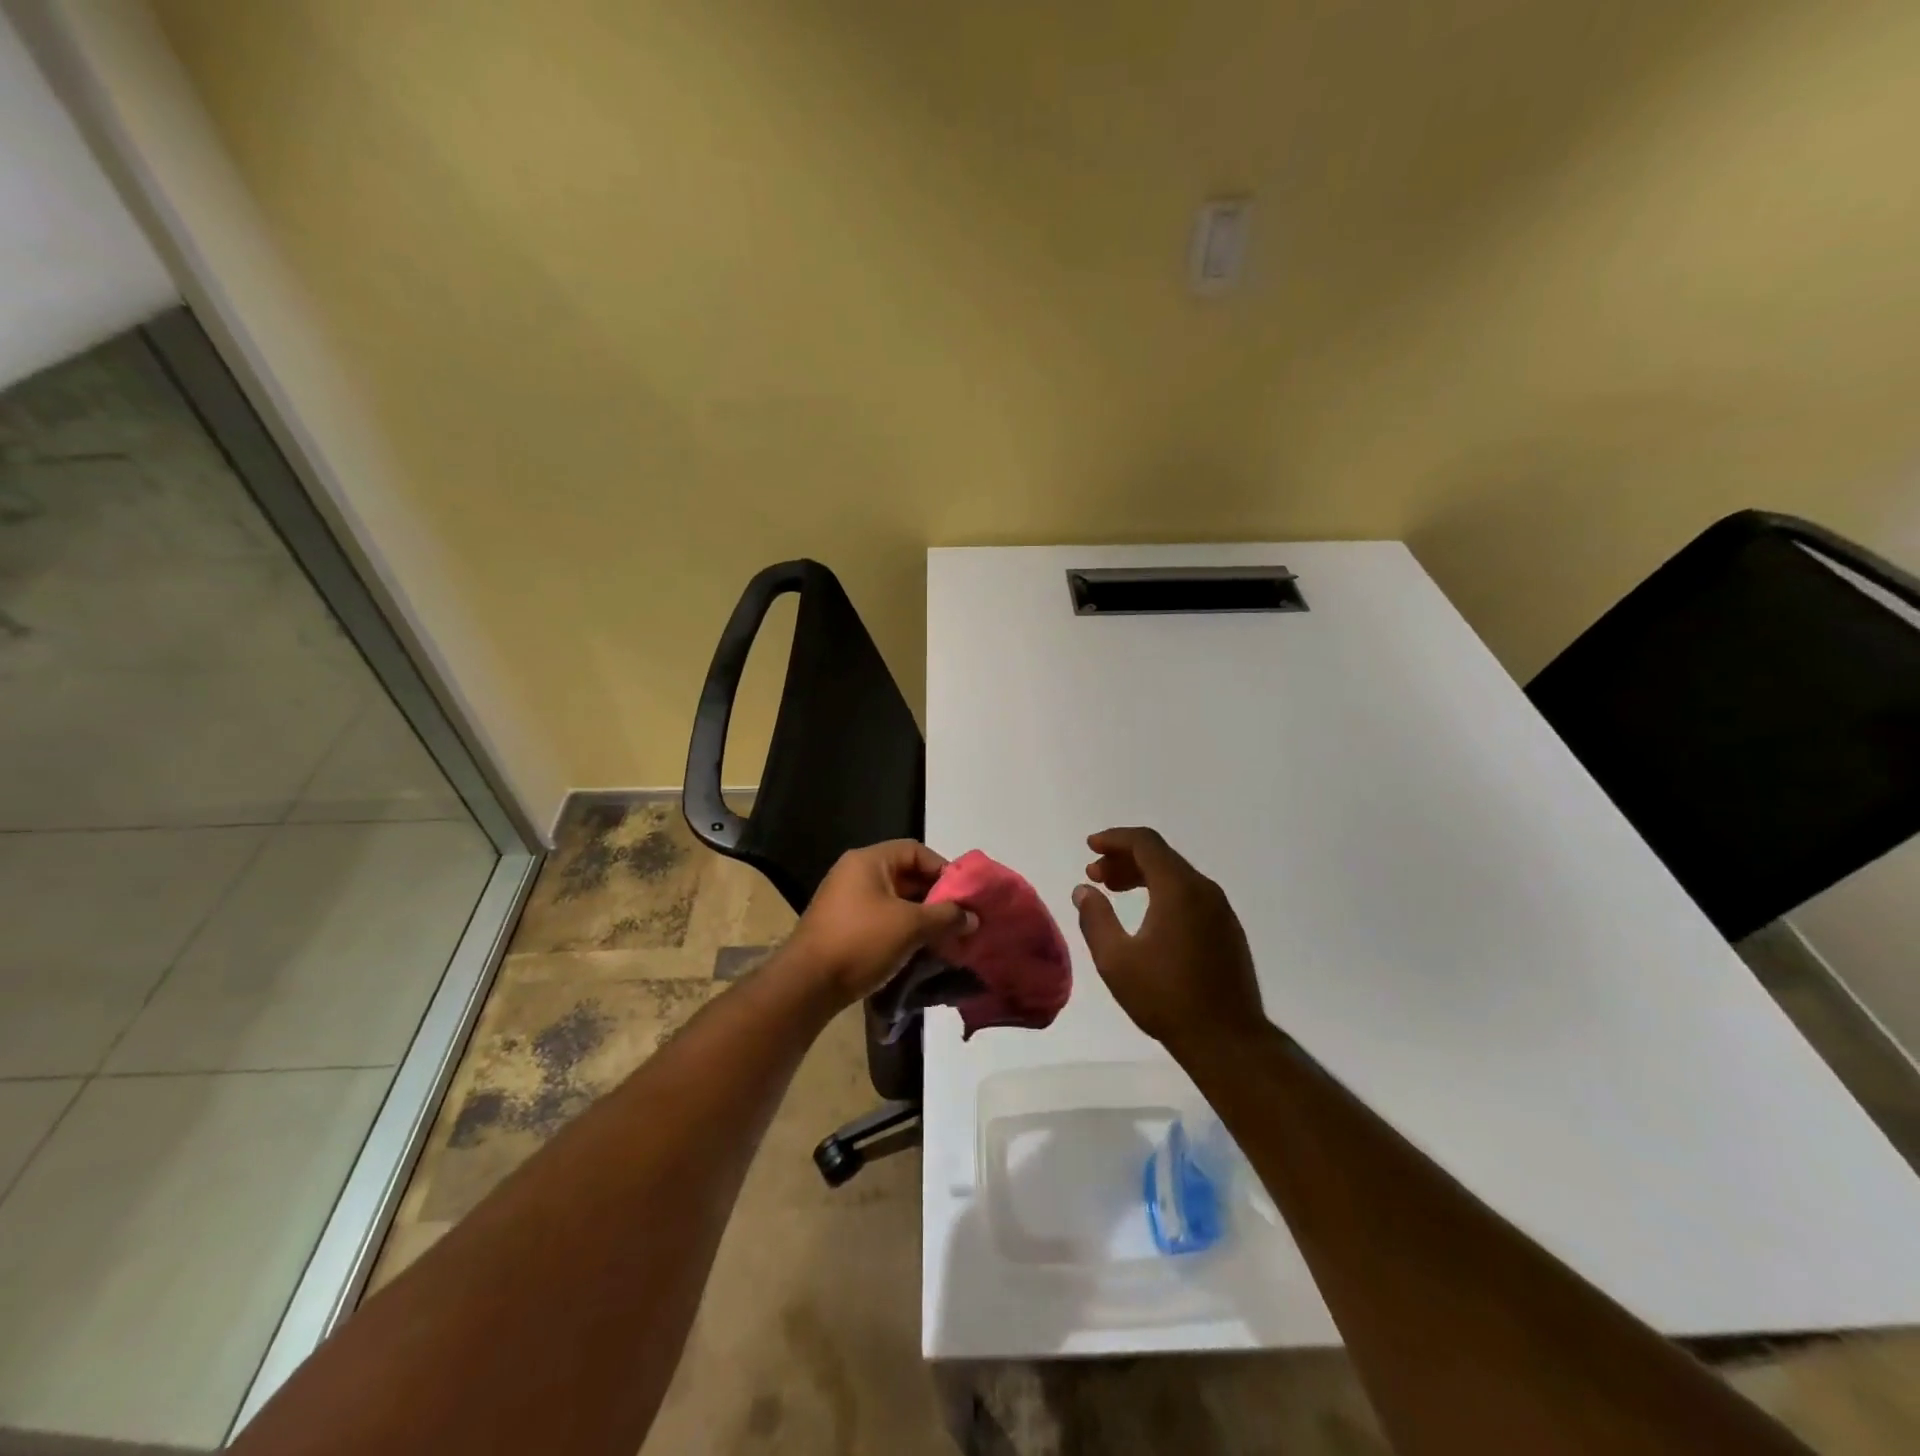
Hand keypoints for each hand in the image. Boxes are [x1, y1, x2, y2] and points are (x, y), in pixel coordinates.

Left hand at [782, 841, 976, 1011]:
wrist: (807, 985)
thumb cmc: (860, 941)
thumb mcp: (910, 926)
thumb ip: (945, 917)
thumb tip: (973, 917)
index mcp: (868, 861)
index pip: (915, 851)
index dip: (942, 869)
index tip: (963, 894)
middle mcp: (855, 874)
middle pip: (906, 876)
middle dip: (935, 897)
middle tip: (960, 918)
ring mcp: (845, 901)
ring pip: (895, 901)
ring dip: (921, 917)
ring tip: (945, 937)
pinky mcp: (843, 928)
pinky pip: (881, 920)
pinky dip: (902, 930)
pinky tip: (919, 950)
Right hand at [1072, 827, 1264, 1057]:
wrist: (1228, 1040)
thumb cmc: (1166, 998)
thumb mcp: (1116, 960)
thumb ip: (1095, 918)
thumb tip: (1084, 890)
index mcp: (1179, 889)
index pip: (1145, 843)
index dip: (1114, 839)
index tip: (1090, 847)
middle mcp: (1204, 890)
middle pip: (1160, 856)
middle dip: (1123, 858)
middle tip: (1095, 875)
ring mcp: (1220, 910)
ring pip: (1176, 875)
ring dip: (1142, 875)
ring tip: (1114, 891)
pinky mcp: (1227, 929)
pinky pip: (1189, 894)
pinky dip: (1162, 891)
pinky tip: (1146, 915)